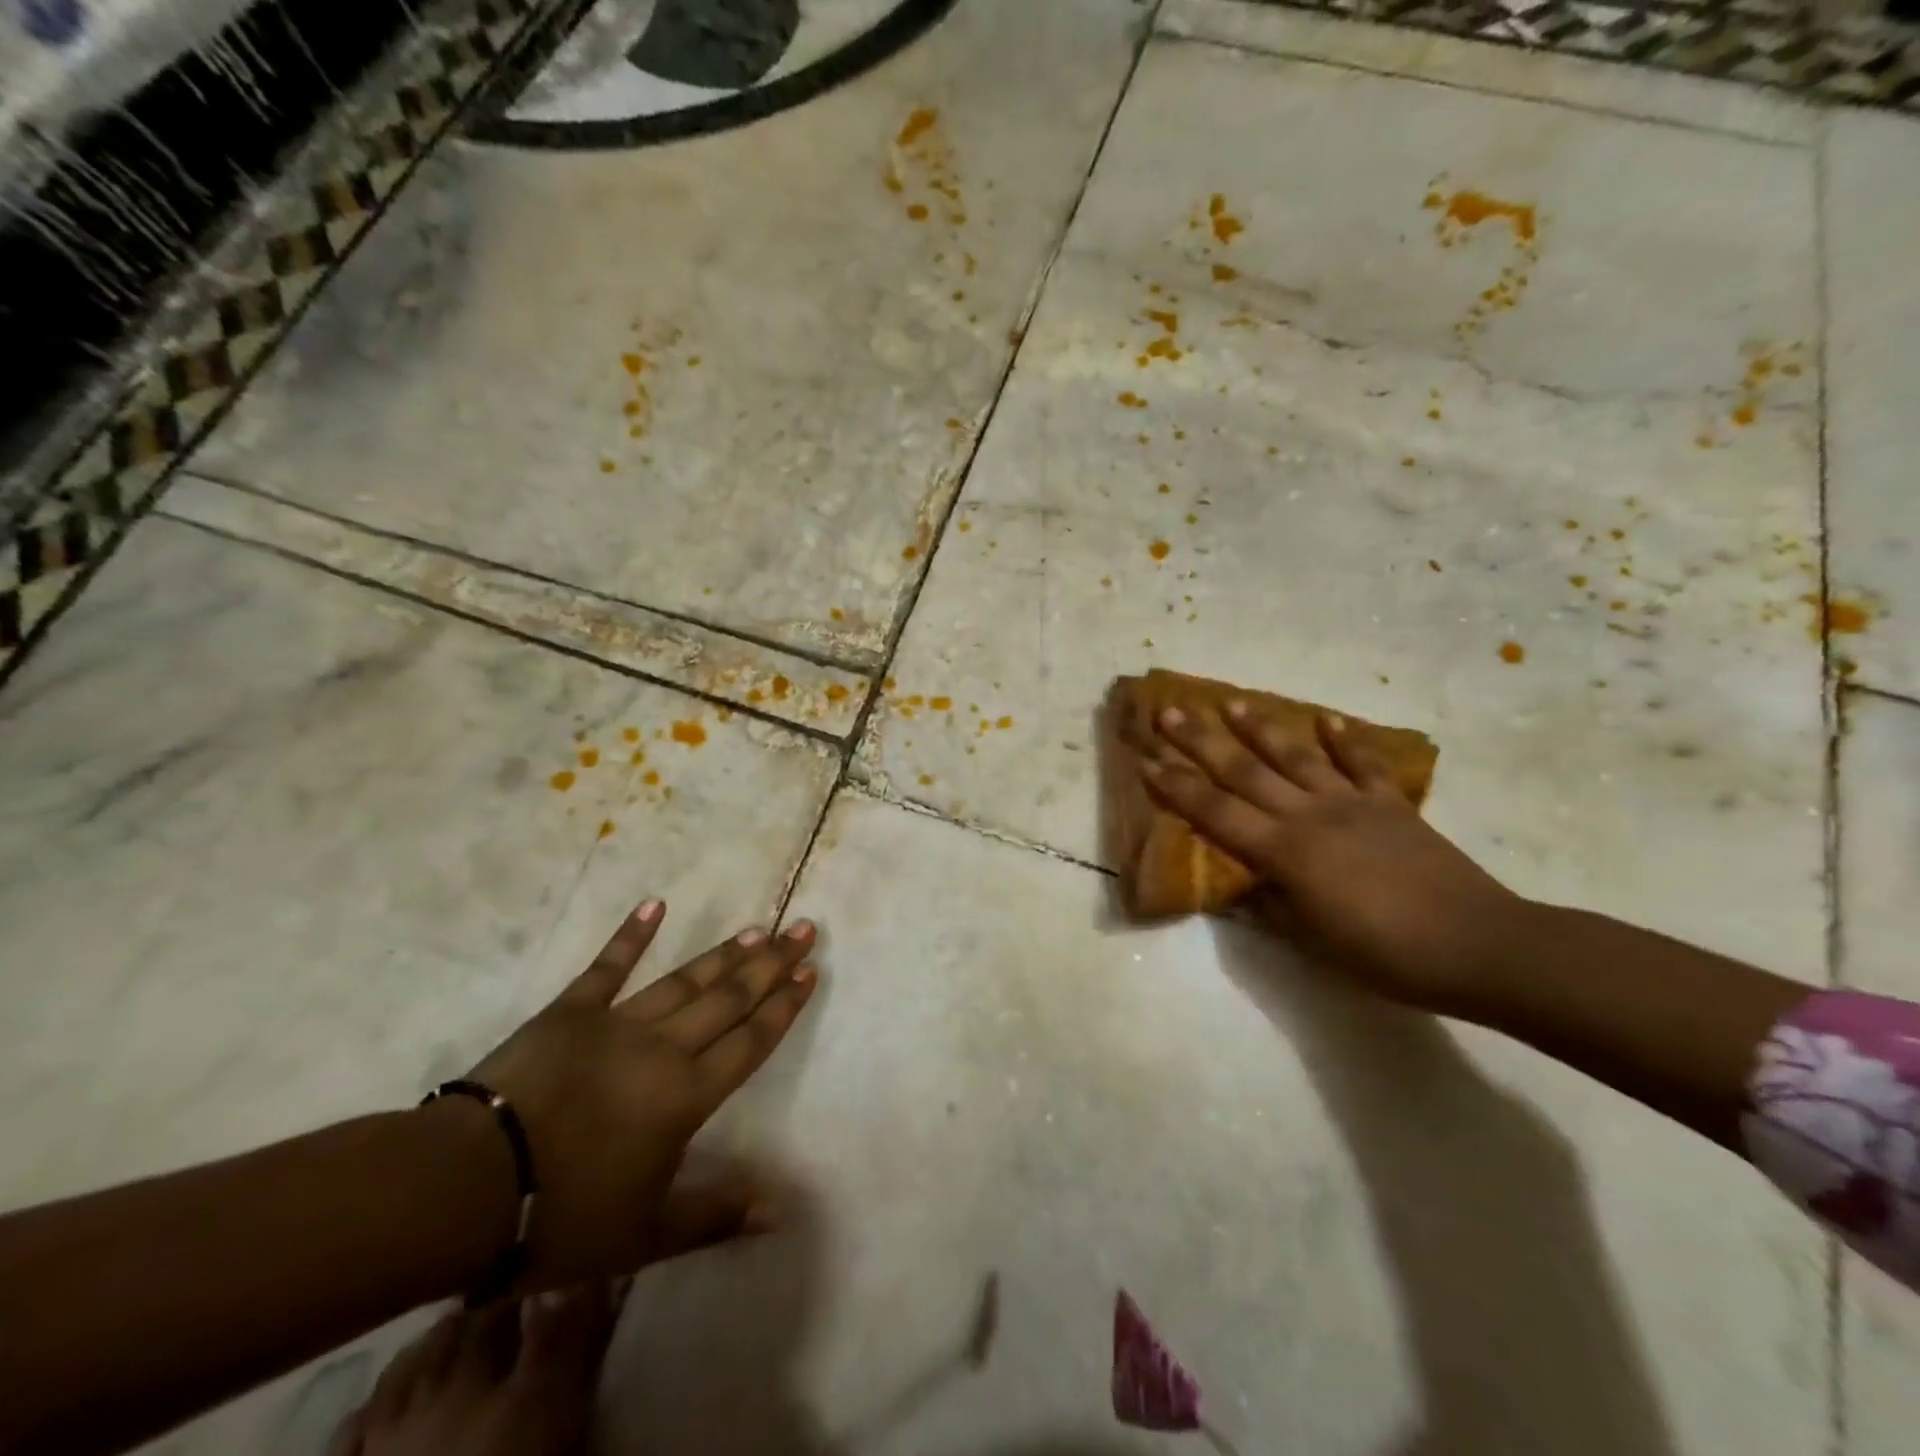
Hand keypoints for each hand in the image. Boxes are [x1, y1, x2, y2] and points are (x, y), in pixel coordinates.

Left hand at [462, 901, 817, 1290]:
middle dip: (771, 965)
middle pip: (729, 999)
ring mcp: (617, 1023)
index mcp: (687, 1096)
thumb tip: (783, 1212)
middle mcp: (664, 1048)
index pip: (750, 1041)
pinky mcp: (570, 1012)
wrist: (467, 1188)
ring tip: (757, 929)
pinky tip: (655, 905)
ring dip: (723, 954)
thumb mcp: (646, 1235)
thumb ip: (717, 1216)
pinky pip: (607, 967)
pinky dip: (631, 936)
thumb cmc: (562, 1217)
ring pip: (685, 981)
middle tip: (803, 929)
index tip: (810, 971)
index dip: (784, 1006)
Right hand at [1142, 703, 1522, 1016]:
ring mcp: (1352, 804)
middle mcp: (1309, 816)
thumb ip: (1271, 907)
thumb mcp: (1313, 943)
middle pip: (1244, 771)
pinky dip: (1345, 740)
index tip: (1145, 758)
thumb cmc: (1386, 955)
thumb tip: (1242, 886)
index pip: (1215, 812)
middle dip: (1200, 741)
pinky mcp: (1391, 805)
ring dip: (1260, 728)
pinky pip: (1363, 765)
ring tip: (1231, 701)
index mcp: (1284, 852)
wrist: (1479, 945)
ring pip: (1296, 757)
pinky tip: (1327, 719)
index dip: (1176, 785)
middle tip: (1169, 712)